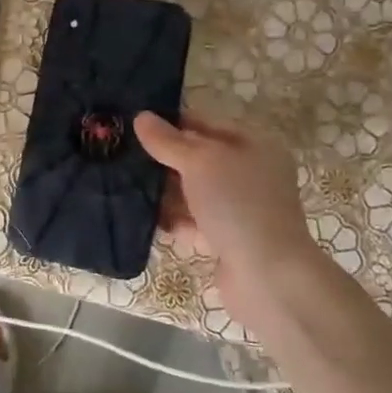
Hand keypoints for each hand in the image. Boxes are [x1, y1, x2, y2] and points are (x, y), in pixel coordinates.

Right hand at [133, 110, 329, 336]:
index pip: (207, 124)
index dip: (173, 122)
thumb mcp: (199, 162)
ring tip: (127, 185)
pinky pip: (194, 223)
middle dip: (165, 159)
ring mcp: (241, 210)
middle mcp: (251, 175)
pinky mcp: (229, 240)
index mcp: (255, 146)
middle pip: (200, 159)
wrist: (267, 276)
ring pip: (194, 192)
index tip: (136, 124)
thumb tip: (140, 116)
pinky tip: (145, 218)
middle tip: (125, 155)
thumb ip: (168, 141)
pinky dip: (174, 221)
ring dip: (165, 191)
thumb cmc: (237, 204)